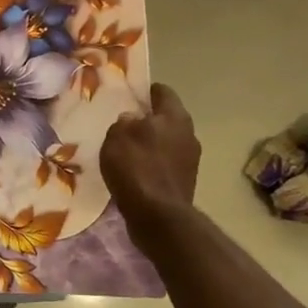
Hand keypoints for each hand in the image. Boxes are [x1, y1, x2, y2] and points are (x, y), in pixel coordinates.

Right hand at [101, 84, 199, 220]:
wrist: (158, 216)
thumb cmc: (136, 167)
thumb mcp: (117, 136)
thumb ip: (123, 122)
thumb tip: (131, 120)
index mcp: (175, 116)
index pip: (163, 91)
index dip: (145, 90)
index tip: (128, 95)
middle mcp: (189, 134)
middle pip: (166, 118)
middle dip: (147, 119)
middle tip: (123, 123)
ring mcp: (190, 160)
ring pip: (166, 142)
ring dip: (150, 143)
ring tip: (126, 150)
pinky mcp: (185, 181)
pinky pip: (165, 164)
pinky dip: (152, 164)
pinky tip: (134, 172)